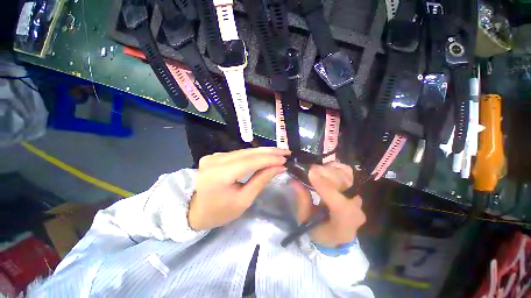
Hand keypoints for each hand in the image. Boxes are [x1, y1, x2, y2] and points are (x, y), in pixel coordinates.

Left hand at [188, 147, 289, 230]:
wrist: (197, 211)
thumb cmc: (221, 212)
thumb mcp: (244, 200)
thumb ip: (261, 180)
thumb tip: (279, 167)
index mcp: (219, 175)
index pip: (249, 162)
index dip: (268, 159)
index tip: (285, 158)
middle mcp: (214, 160)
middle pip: (247, 153)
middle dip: (268, 152)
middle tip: (285, 151)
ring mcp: (213, 156)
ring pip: (244, 151)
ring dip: (262, 152)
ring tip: (278, 152)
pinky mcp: (215, 156)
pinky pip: (238, 153)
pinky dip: (253, 154)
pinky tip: (264, 154)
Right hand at [293, 162, 365, 247]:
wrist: (335, 235)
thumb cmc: (317, 230)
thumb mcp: (305, 219)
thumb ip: (302, 200)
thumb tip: (294, 181)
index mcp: (343, 227)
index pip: (340, 205)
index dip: (325, 187)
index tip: (311, 173)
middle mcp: (356, 212)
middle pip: (345, 188)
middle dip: (326, 175)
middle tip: (310, 169)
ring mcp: (358, 200)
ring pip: (346, 177)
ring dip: (330, 170)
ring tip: (316, 170)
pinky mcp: (356, 191)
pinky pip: (348, 174)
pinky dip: (336, 168)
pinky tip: (326, 169)